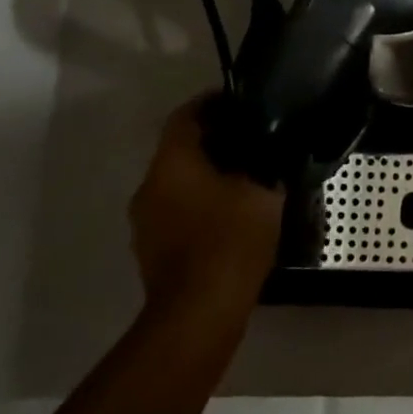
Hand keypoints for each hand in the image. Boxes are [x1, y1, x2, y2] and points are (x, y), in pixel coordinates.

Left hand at [129, 98, 285, 314]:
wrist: (199, 312)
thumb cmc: (230, 240)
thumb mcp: (262, 192)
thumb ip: (263, 165)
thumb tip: (267, 154)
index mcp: (172, 164)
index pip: (185, 116)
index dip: (212, 103)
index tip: (240, 100)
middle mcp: (150, 186)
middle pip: (179, 150)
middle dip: (214, 141)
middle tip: (252, 139)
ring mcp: (145, 222)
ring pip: (177, 182)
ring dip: (206, 175)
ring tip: (246, 176)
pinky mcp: (152, 250)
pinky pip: (177, 211)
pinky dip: (200, 203)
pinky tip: (231, 212)